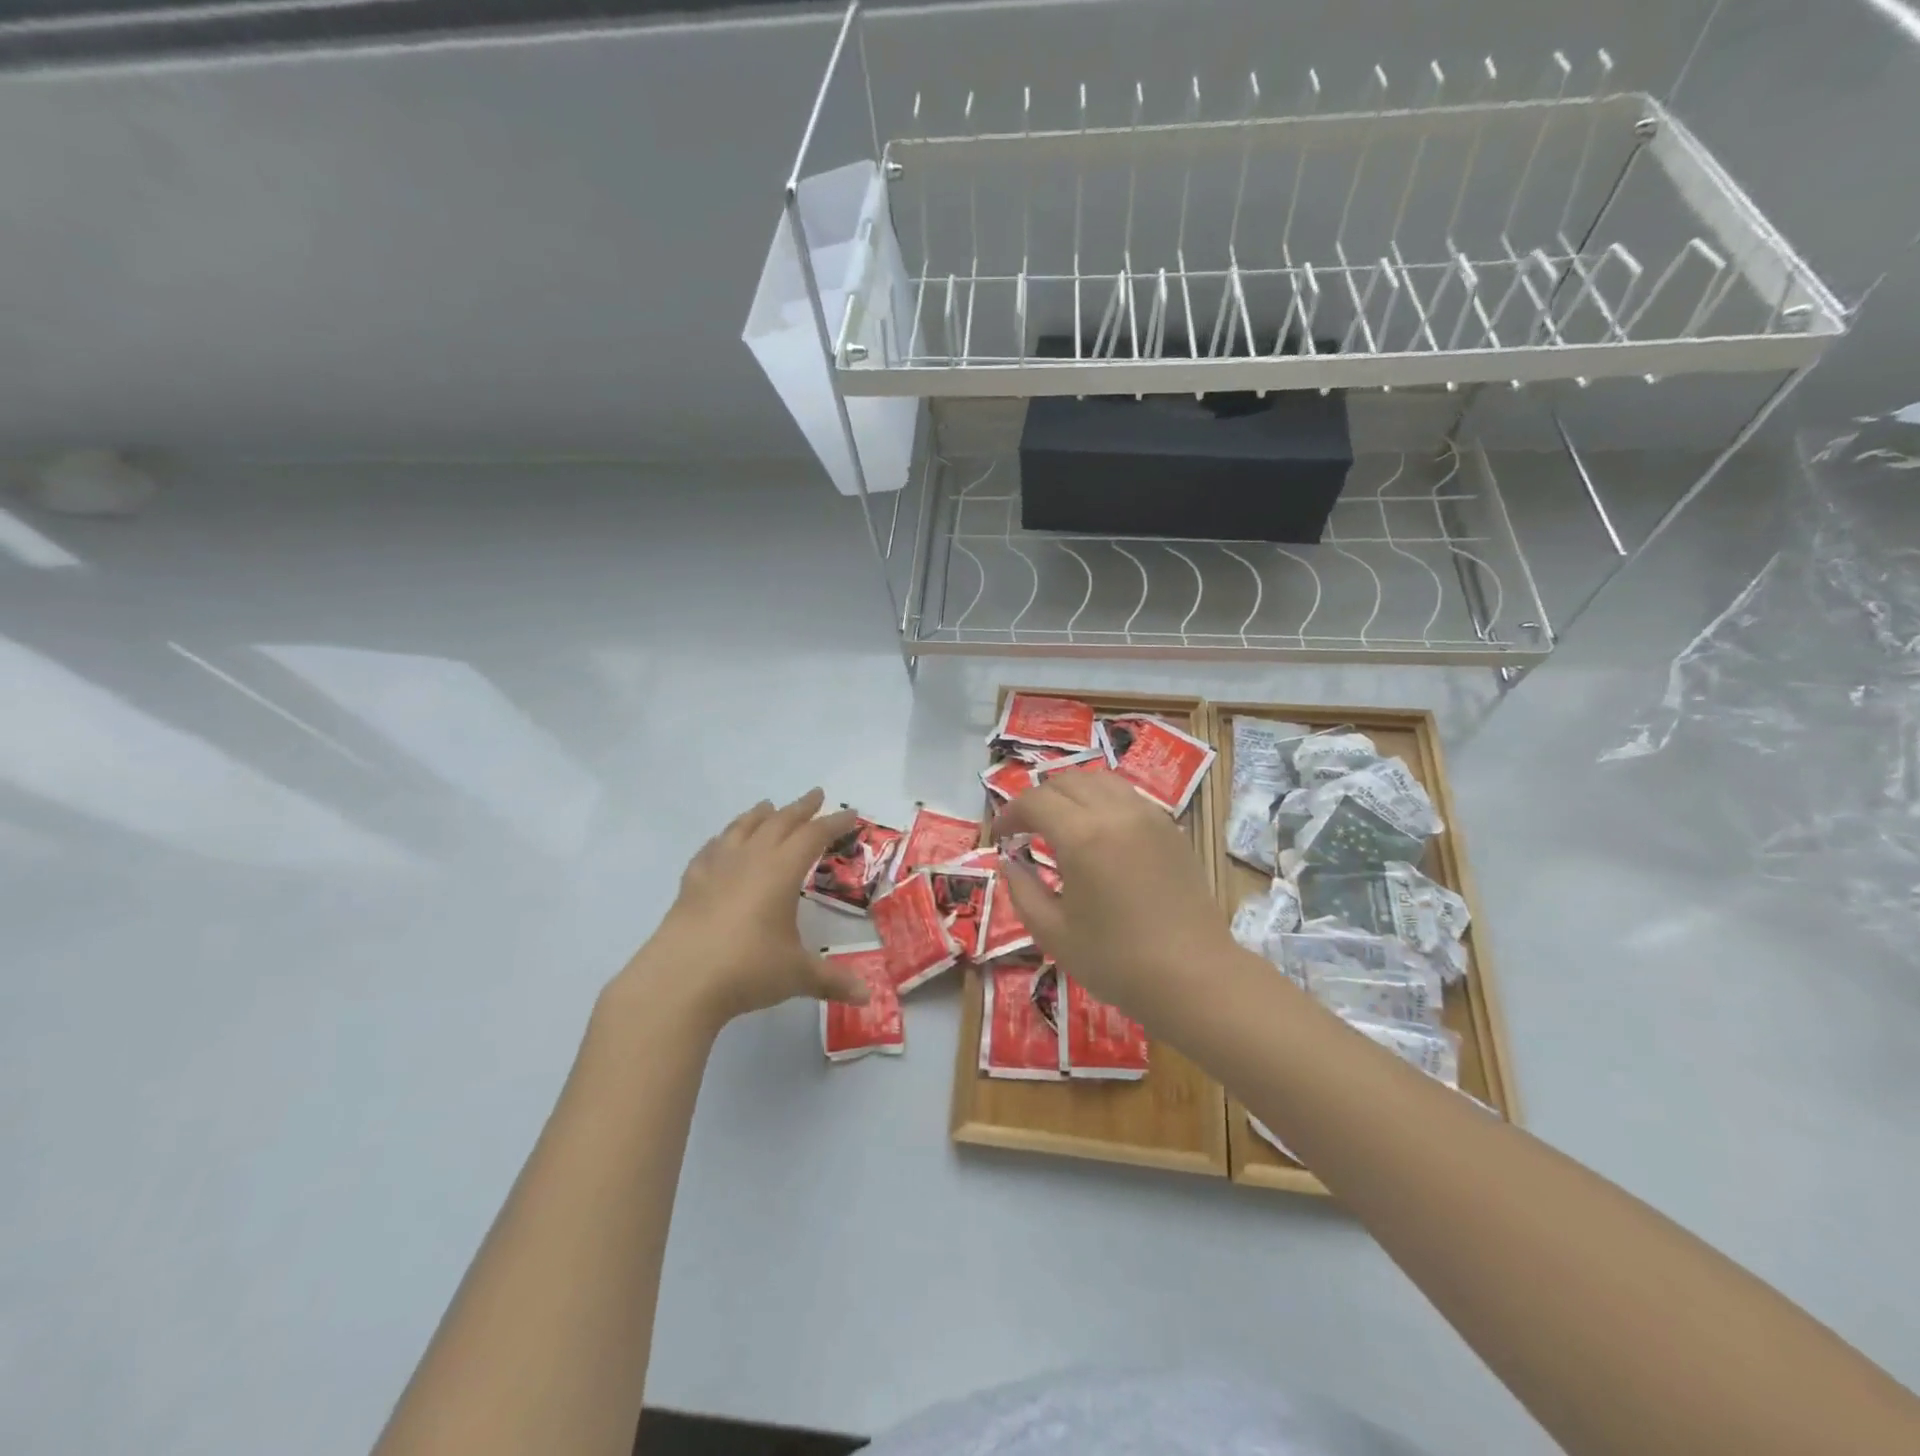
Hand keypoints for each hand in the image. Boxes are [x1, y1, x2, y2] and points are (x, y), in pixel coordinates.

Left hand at [614, 789, 872, 1031]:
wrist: (678, 981)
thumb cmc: (746, 970)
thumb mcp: (796, 974)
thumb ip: (832, 980)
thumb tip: (868, 996)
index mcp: (781, 871)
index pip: (814, 836)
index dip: (834, 824)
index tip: (851, 815)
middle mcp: (750, 859)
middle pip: (779, 822)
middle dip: (800, 808)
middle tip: (816, 796)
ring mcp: (717, 868)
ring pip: (742, 828)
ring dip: (759, 815)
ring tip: (768, 806)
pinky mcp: (691, 884)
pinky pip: (711, 849)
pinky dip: (723, 839)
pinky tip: (722, 843)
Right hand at [995, 771, 1235, 1025]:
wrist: (1192, 977)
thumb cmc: (1116, 961)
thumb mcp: (1052, 933)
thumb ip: (1021, 890)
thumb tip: (1009, 862)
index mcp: (1082, 836)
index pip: (1036, 801)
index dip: (1011, 813)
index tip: (1001, 835)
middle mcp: (1116, 813)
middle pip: (1067, 781)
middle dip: (1039, 799)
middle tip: (1027, 829)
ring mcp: (1148, 816)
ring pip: (1100, 780)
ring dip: (1072, 793)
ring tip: (1061, 823)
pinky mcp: (1170, 828)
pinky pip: (1127, 796)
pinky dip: (1103, 801)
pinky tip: (1099, 832)